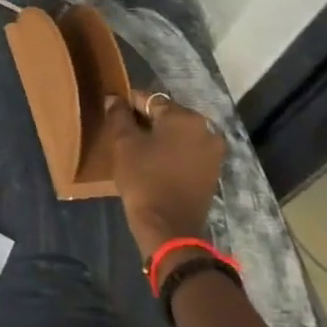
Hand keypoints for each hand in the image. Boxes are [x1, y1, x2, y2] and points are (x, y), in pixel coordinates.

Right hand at [103, 92, 225, 266]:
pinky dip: (171, 150)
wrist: (169, 227)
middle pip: (167, 115)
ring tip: (136, 147)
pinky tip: (153, 160)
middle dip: (145, 120)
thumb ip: (119, 115)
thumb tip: (114, 99)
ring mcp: (213, 151)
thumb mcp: (123, 143)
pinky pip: (187, 150)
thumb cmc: (144, 178)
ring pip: (178, 133)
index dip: (128, 104)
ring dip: (159, 136)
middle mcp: (206, 129)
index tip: (113, 112)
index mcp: (185, 117)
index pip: (150, 100)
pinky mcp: (212, 170)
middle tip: (122, 131)